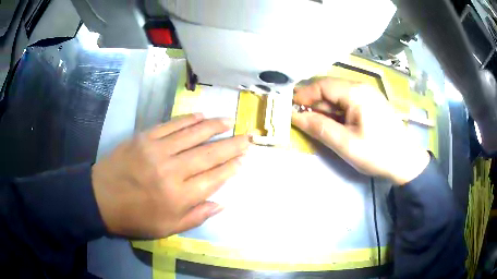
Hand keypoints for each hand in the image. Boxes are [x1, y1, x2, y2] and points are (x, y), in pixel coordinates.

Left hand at [92, 113, 248, 237]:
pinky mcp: (144, 137)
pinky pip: (171, 125)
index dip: (231, 168)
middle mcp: (171, 171)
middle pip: (209, 154)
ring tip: (229, 121)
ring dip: (214, 126)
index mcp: (178, 197)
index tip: (243, 159)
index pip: (214, 179)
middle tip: (247, 137)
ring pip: (193, 134)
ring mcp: (157, 150)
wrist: (100, 198)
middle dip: (231, 145)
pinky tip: (201, 116)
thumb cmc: (134, 218)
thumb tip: (221, 203)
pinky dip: (189, 120)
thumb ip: (196, 216)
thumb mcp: (167, 228)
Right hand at [291, 78, 429, 184]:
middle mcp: (361, 87)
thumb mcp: (346, 144)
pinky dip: (335, 111)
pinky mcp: (370, 103)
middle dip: (312, 102)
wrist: (406, 161)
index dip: (303, 95)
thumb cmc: (377, 153)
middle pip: (329, 88)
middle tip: (298, 118)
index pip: (322, 85)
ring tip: (313, 123)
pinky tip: (332, 123)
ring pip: (337, 96)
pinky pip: (347, 102)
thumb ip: (319, 128)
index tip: (289, 108)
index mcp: (356, 93)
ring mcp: (367, 95)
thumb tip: (294, 116)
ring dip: (323, 107)